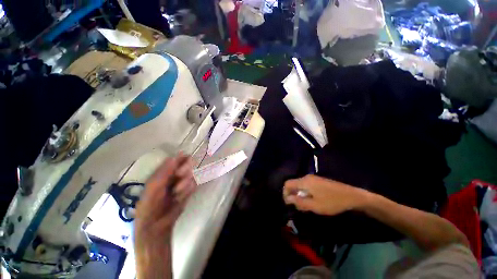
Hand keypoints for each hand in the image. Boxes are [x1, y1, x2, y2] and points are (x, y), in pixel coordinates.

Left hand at [134, 154, 195, 278]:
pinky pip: (193, 185)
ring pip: (191, 176)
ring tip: (176, 195)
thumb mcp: (153, 188)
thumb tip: (175, 157)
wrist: (156, 227)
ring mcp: (182, 183)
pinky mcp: (188, 192)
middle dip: (184, 172)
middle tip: (178, 181)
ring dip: (184, 185)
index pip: (175, 160)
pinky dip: (188, 191)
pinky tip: (180, 199)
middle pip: (186, 166)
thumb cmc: (149, 206)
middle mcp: (173, 176)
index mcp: (162, 173)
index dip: (181, 158)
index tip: (186, 159)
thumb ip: (164, 172)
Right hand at [283, 175, 367, 215]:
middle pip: (294, 184)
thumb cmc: (332, 201)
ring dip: (300, 195)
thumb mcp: (314, 205)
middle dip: (294, 196)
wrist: (352, 196)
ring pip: (300, 186)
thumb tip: (287, 199)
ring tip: (307, 206)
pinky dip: (306, 193)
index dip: (285, 193)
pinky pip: (307, 186)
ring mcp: (313, 178)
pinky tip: (313, 201)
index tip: (289, 204)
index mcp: (304, 181)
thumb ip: (299, 202)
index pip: (288, 184)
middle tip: (299, 207)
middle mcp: (307, 177)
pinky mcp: (318, 181)